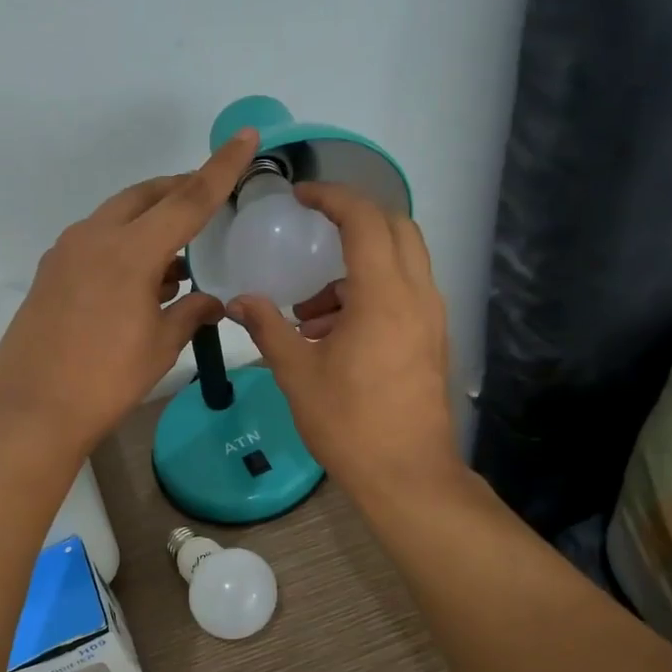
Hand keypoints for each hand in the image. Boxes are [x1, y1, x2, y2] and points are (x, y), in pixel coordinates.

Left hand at [0, 129, 262, 454]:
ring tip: (178, 253)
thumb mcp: (160, 347)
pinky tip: (140, 278)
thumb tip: (213, 302)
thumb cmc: (106, 381)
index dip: (221, 168)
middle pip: (145, 196)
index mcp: (129, 251)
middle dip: (179, 190)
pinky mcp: (50, 273)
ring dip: (150, 221)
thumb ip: (191, 314)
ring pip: (117, 216)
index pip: (188, 199)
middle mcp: (94, 238)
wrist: (32, 410)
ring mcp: (65, 253)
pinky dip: (124, 244)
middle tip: (207, 199)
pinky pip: (95, 241)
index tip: (245, 137)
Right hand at [228, 183, 459, 496]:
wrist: (407, 475)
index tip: (300, 195)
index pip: (364, 219)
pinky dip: (370, 295)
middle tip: (314, 231)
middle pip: (395, 229)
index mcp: (384, 296)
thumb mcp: (297, 374)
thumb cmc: (349, 423)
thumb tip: (239, 301)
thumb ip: (268, 328)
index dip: (332, 197)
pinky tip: (333, 335)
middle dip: (353, 220)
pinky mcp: (432, 340)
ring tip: (308, 312)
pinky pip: (404, 294)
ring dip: (356, 269)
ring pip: (400, 264)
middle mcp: (418, 296)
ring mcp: (431, 318)